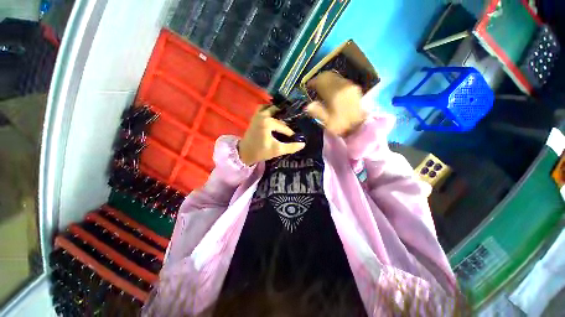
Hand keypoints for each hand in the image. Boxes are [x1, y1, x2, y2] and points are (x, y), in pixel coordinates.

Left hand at [238, 105, 305, 165]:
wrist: (244, 153)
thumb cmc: (260, 151)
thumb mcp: (277, 150)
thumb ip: (290, 147)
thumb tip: (303, 144)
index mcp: (268, 122)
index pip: (283, 126)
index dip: (290, 132)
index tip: (295, 137)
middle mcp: (262, 115)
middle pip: (277, 112)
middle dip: (285, 116)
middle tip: (293, 121)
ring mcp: (257, 115)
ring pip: (269, 107)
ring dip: (276, 110)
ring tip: (284, 117)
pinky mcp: (254, 118)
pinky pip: (262, 109)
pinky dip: (268, 110)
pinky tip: (274, 116)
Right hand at [306, 71, 366, 135]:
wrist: (362, 127)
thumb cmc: (343, 126)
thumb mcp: (327, 122)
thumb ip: (317, 112)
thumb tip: (308, 106)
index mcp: (335, 93)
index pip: (321, 81)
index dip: (313, 82)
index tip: (307, 87)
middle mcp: (343, 85)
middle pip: (329, 76)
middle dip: (320, 80)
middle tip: (313, 87)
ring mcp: (351, 86)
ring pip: (336, 78)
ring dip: (327, 81)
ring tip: (322, 89)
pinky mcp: (355, 89)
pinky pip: (341, 81)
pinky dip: (334, 84)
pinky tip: (332, 91)